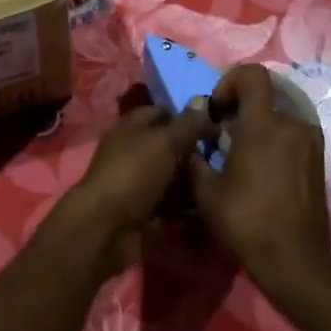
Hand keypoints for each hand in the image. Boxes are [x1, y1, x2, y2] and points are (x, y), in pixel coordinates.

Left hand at [50, 103, 213, 279]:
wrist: (107, 226)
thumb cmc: (135, 172)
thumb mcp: (165, 142)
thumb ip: (187, 125)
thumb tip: (204, 105)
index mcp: (131, 126)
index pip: (161, 113)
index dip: (186, 117)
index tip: (214, 127)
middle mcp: (131, 150)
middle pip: (167, 146)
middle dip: (192, 152)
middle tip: (223, 159)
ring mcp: (135, 181)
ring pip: (169, 175)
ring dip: (190, 180)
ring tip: (220, 184)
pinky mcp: (140, 209)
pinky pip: (167, 202)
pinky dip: (183, 205)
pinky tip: (206, 207)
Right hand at [188, 65, 330, 307]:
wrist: (295, 261)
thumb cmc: (248, 222)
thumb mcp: (207, 192)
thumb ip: (194, 157)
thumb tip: (188, 139)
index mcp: (264, 125)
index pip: (252, 74)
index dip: (230, 81)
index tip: (218, 109)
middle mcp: (291, 124)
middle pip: (265, 93)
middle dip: (242, 106)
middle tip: (226, 133)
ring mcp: (309, 141)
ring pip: (279, 114)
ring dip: (259, 124)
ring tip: (244, 154)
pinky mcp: (318, 158)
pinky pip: (292, 132)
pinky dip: (275, 138)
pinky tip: (263, 168)